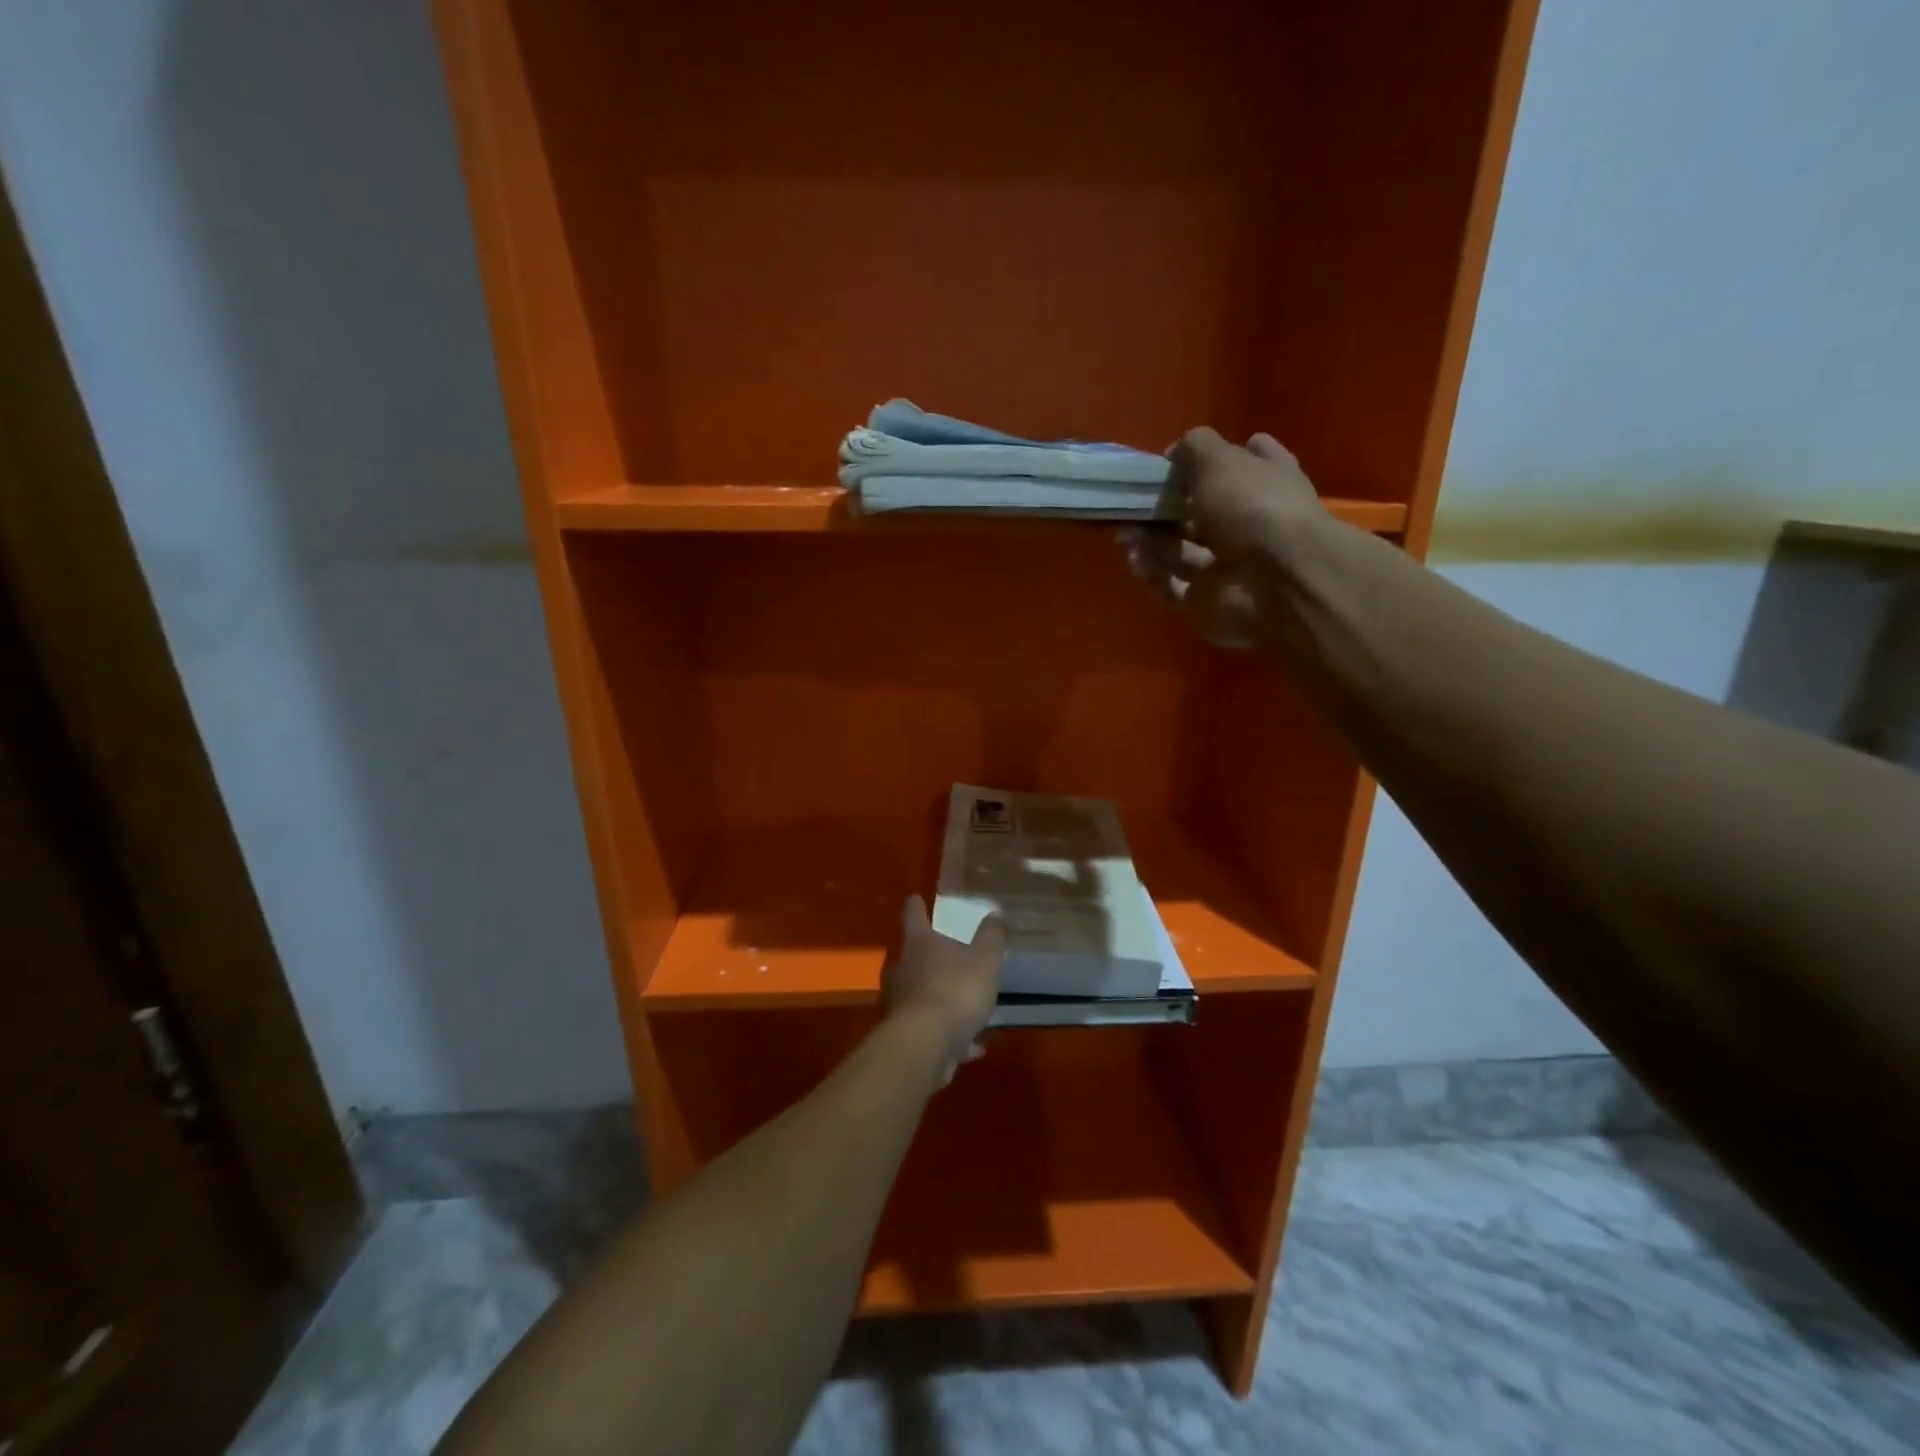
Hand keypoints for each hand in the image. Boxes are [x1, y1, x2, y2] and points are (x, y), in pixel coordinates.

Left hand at [883, 896, 1005, 1084]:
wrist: (925, 1045)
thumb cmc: (955, 990)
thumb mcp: (984, 960)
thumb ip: (991, 937)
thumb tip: (995, 913)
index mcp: (920, 944)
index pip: (914, 915)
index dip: (916, 905)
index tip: (915, 897)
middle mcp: (902, 969)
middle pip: (913, 956)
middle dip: (929, 957)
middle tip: (949, 957)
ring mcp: (900, 1003)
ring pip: (922, 994)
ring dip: (943, 999)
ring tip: (969, 1009)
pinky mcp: (905, 1035)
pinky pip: (931, 1029)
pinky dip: (950, 1034)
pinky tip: (972, 1047)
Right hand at [1125, 428, 1325, 647]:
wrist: (1277, 582)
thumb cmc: (1253, 507)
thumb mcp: (1220, 460)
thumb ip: (1194, 450)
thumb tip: (1174, 454)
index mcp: (1266, 483)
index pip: (1246, 461)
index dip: (1216, 457)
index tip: (1175, 458)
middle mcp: (1249, 524)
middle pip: (1202, 513)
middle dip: (1166, 508)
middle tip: (1133, 501)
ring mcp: (1228, 567)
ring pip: (1181, 551)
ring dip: (1151, 540)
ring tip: (1122, 530)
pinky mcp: (1207, 602)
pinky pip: (1172, 585)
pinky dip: (1152, 571)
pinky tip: (1132, 556)